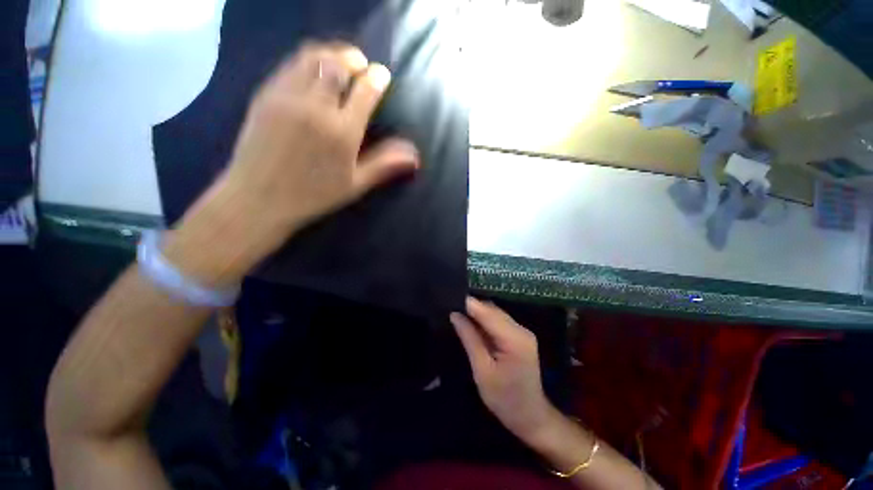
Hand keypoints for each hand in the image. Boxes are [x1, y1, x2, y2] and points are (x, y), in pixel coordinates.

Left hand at [163, 42, 419, 285]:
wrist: (260, 198)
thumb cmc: (314, 195)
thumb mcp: (355, 184)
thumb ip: (385, 164)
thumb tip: (415, 156)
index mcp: (342, 132)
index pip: (365, 91)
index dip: (377, 78)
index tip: (382, 75)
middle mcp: (316, 107)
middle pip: (338, 65)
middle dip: (354, 58)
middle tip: (361, 63)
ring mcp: (288, 97)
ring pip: (312, 58)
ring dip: (330, 53)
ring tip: (339, 60)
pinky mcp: (266, 95)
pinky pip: (289, 65)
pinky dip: (306, 59)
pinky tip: (312, 69)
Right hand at [450, 297, 560, 444]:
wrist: (531, 417)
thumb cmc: (505, 399)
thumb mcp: (482, 371)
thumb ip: (469, 339)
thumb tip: (455, 315)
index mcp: (514, 338)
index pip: (487, 312)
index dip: (468, 303)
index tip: (448, 298)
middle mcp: (521, 330)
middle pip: (492, 310)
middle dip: (471, 306)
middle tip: (450, 305)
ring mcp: (522, 332)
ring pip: (495, 314)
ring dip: (477, 313)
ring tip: (457, 312)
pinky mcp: (520, 336)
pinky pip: (499, 321)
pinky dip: (484, 320)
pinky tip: (471, 323)